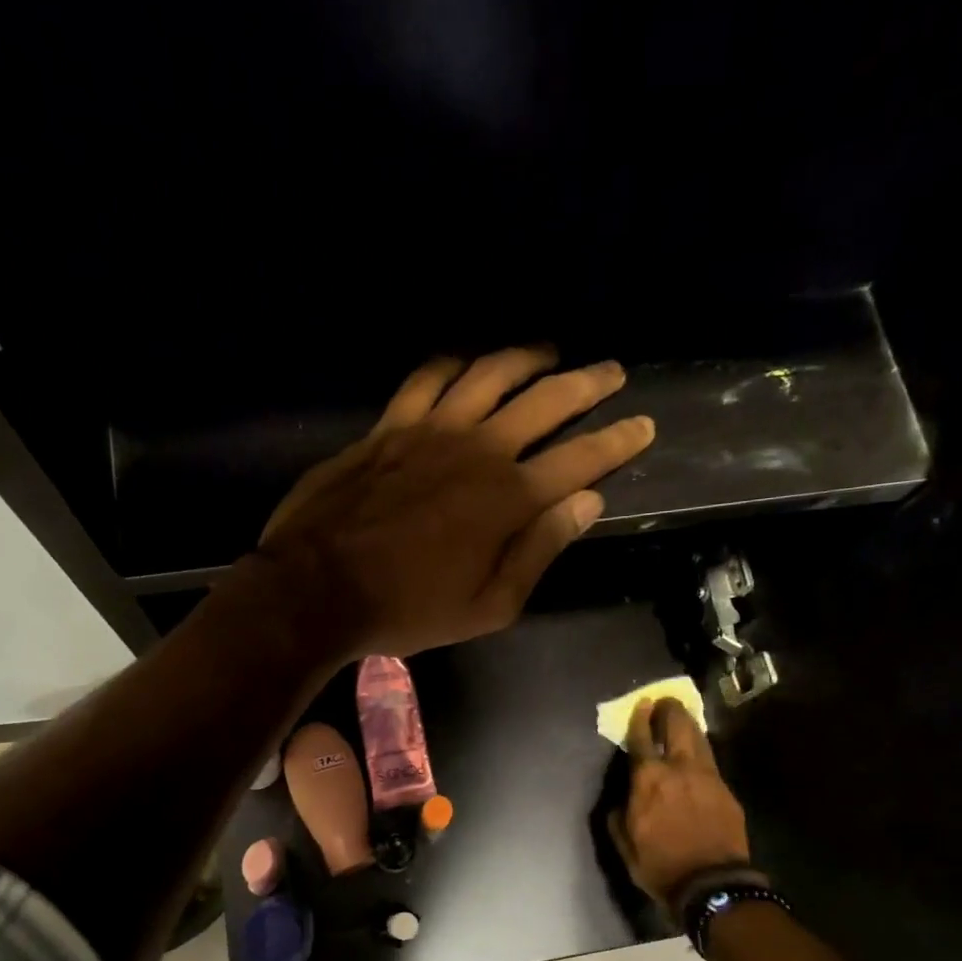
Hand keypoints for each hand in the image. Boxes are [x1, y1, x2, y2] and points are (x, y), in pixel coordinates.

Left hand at [255, 348, 654, 659]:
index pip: (581, 459)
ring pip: (490, 374)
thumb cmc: (408, 609)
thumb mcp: (488, 606)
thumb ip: (539, 551)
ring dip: (526, 357)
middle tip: (611, 371)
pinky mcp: (389, 426)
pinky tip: (466, 361)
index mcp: (509, 499)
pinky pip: (427, 378)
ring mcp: (430, 430)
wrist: (318, 588)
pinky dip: (453, 363)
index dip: (617, 441)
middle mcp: (478, 449)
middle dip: (587, 383)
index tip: (642, 424)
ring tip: (549, 351)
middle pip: (545, 401)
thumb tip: (586, 503)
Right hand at [610, 697, 753, 904]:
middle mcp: (679, 769)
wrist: (711, 885)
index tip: (642, 704)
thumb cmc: (659, 865)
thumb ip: (618, 815)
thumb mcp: (624, 843)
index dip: (641, 718)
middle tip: (665, 702)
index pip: (642, 738)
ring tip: (682, 717)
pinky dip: (701, 749)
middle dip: (670, 710)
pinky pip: (711, 760)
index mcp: (648, 779)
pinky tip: (698, 751)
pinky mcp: (726, 790)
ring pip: (699, 739)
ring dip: (689, 724)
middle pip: (677, 726)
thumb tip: (621, 800)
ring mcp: (708, 777)